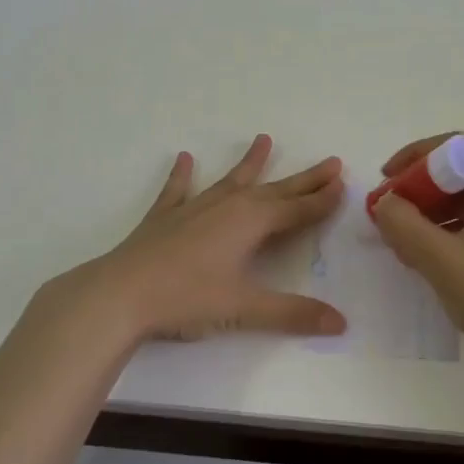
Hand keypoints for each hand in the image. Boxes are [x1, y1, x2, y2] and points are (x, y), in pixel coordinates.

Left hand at [37, 134, 346, 348]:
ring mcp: (194, 208)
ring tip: (264, 139)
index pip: (297, 210)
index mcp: (251, 223)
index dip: (322, 200)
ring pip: (232, 180)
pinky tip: (183, 158)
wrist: (121, 294)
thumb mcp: (244, 307)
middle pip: (275, 190)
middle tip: (330, 162)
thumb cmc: (187, 299)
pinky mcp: (165, 217)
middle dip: (304, 179)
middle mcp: (228, 206)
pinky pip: (178, 189)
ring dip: (250, 163)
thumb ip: (293, 313)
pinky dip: (182, 174)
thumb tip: (341, 323)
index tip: (343, 183)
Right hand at [371, 133, 463, 375]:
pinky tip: (432, 256)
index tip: (386, 180)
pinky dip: (453, 229)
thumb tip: (385, 203)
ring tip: (405, 239)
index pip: (455, 147)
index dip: (414, 158)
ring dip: (434, 211)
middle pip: (463, 172)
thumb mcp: (440, 259)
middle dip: (421, 188)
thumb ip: (403, 224)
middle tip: (391, 213)